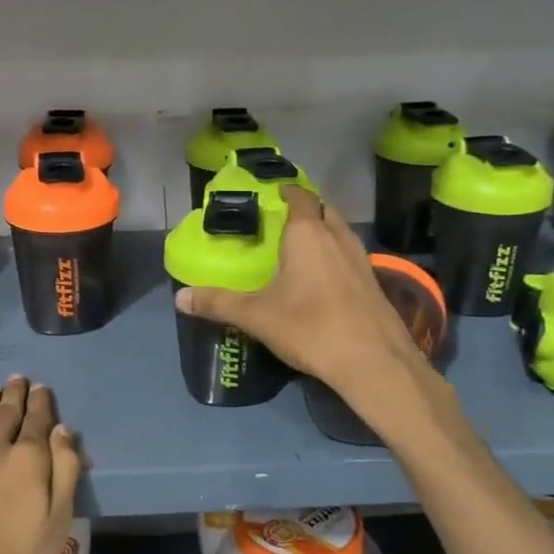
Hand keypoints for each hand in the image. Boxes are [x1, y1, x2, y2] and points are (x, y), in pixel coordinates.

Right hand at [174, 186, 427, 401]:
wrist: (373, 361)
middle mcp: (337, 237)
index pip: (300, 197)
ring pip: (341, 232)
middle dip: (306, 210)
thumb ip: (218, 303)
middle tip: (282, 223)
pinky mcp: (374, 282)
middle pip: (324, 210)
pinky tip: (322, 280)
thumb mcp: (256, 316)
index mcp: (307, 233)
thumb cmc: (310, 327)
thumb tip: (179, 298)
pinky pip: (350, 256)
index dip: (288, 192)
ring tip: (300, 249)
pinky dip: (336, 257)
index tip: (273, 196)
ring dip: (324, 233)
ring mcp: (361, 259)